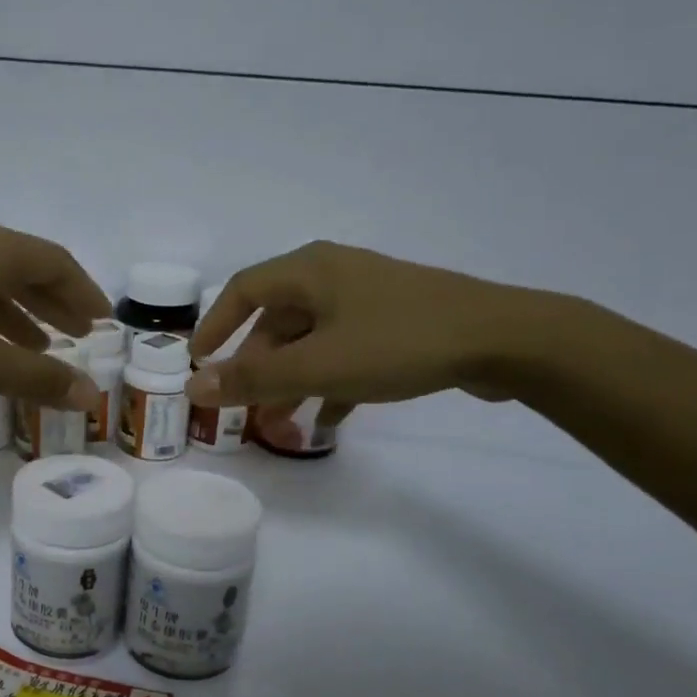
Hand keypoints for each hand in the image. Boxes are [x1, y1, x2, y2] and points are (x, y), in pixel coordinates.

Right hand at [185, 241, 552, 408]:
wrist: (504, 340)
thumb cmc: (398, 343)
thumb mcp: (318, 366)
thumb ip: (253, 378)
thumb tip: (193, 385)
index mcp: (309, 271)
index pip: (242, 289)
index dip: (214, 325)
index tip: (197, 361)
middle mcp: (333, 276)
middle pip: (276, 321)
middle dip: (256, 367)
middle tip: (242, 407)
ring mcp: (367, 299)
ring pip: (311, 340)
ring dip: (291, 381)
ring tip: (280, 424)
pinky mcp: (395, 323)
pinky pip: (345, 352)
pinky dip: (329, 383)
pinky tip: (328, 421)